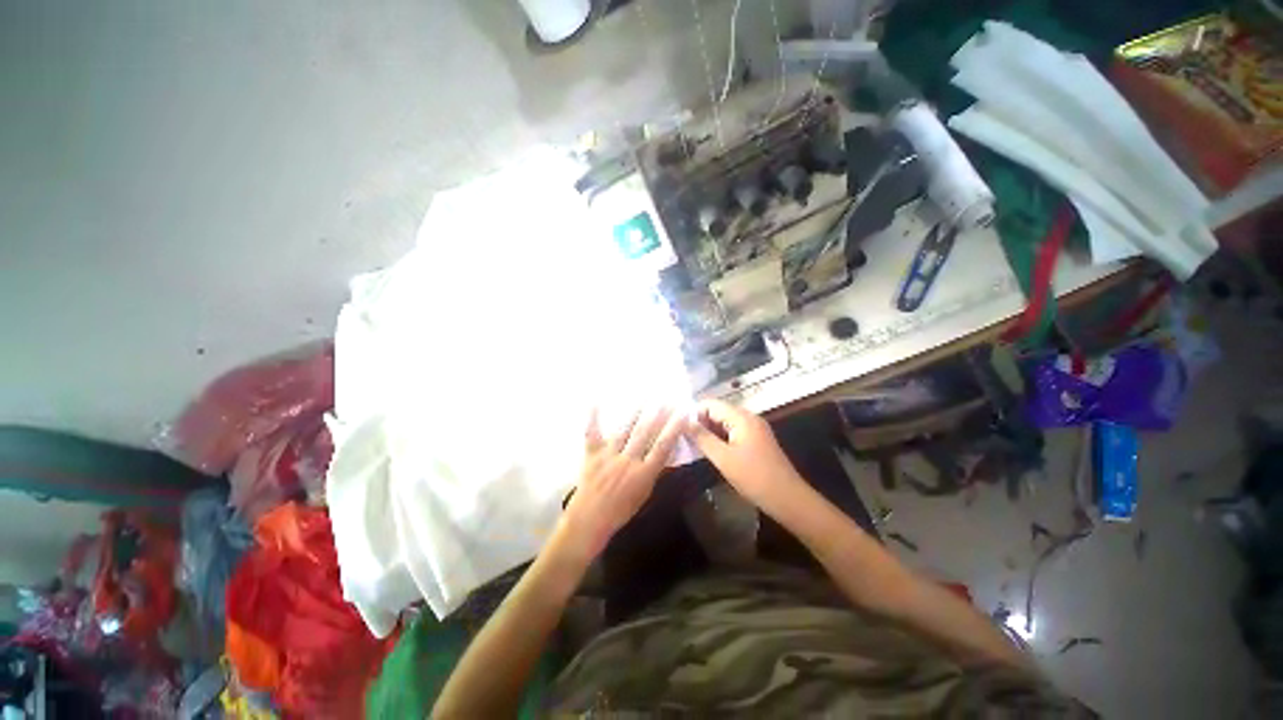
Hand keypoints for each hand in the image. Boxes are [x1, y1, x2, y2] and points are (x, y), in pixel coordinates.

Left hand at [557, 407, 686, 559]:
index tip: (682, 414)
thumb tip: (665, 453)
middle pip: (645, 434)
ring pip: (623, 430)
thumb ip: (653, 472)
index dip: (674, 429)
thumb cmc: (620, 511)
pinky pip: (592, 433)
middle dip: (657, 415)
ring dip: (635, 413)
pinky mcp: (592, 455)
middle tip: (666, 400)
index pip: (663, 447)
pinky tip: (595, 402)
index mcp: (643, 474)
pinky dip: (593, 418)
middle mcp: (628, 461)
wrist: (589, 520)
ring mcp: (608, 456)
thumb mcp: (644, 495)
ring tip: (644, 399)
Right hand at [686, 399, 806, 515]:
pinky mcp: (757, 440)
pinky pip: (733, 431)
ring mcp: (755, 429)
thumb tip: (683, 422)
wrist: (788, 499)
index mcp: (742, 417)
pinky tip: (711, 451)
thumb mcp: (723, 458)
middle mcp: (749, 417)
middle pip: (718, 411)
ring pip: (725, 422)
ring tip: (694, 445)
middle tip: (685, 438)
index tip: (679, 428)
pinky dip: (721, 438)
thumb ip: (702, 437)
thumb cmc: (754, 478)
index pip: (711, 404)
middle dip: (701, 422)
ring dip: (710, 431)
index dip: (694, 413)